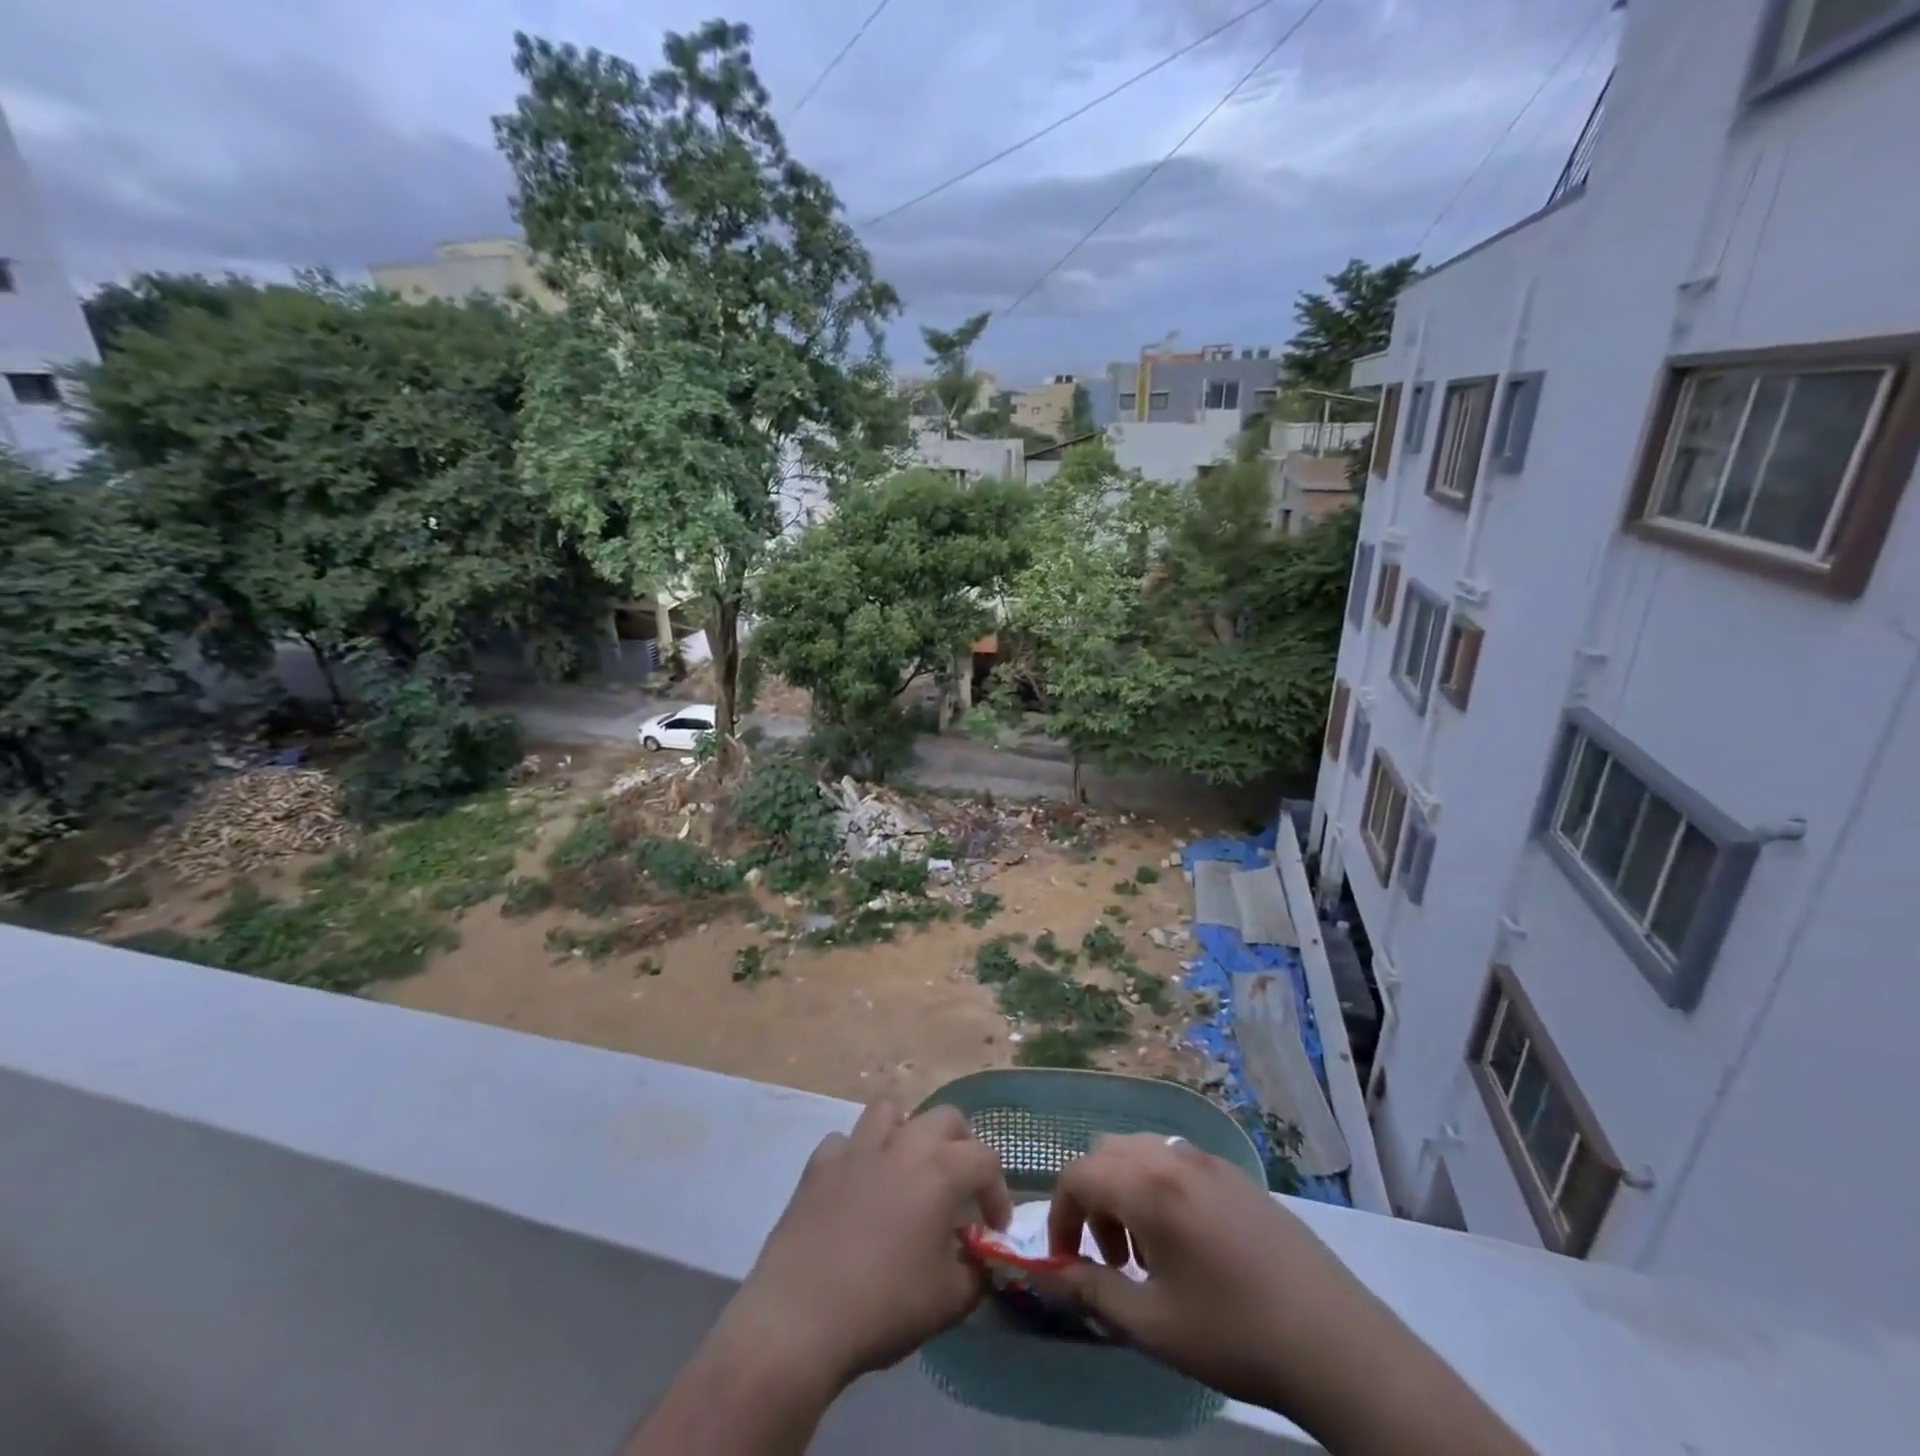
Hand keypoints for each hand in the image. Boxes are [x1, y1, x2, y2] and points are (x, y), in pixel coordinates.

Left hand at [714, 1100, 1012, 1395]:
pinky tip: (857, 1185)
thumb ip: (975, 1273)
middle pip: (946, 1117)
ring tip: (907, 1166)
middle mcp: (903, 1144)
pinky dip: (857, 1155)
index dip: (998, 1193)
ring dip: (906, 1131)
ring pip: (890, 1110)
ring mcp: (857, 1147)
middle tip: (959, 1185)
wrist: (800, 1317)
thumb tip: (978, 1261)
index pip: (986, 1160)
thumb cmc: (885, 1306)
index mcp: (941, 1170)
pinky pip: (845, 1141)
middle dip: (962, 1145)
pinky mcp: (820, 1162)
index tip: (994, 1229)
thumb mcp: (949, 1302)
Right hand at [1034, 1136, 1532, 1455]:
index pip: (1078, 1175)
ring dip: (1126, 1191)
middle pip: (1107, 1154)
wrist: (1336, 1343)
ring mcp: (1211, 1162)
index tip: (1066, 1262)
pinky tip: (1188, 1246)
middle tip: (1109, 1257)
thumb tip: (1046, 1274)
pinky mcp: (1239, 1176)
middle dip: (1093, 1198)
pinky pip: (1178, 1162)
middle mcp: (1174, 1158)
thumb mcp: (1151, 1325)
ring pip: (1143, 1152)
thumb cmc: (1233, 1335)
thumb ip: (1091, 1291)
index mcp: (1149, 1186)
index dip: (1060, 1215)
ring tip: (1148, 1255)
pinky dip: (1160, 1188)